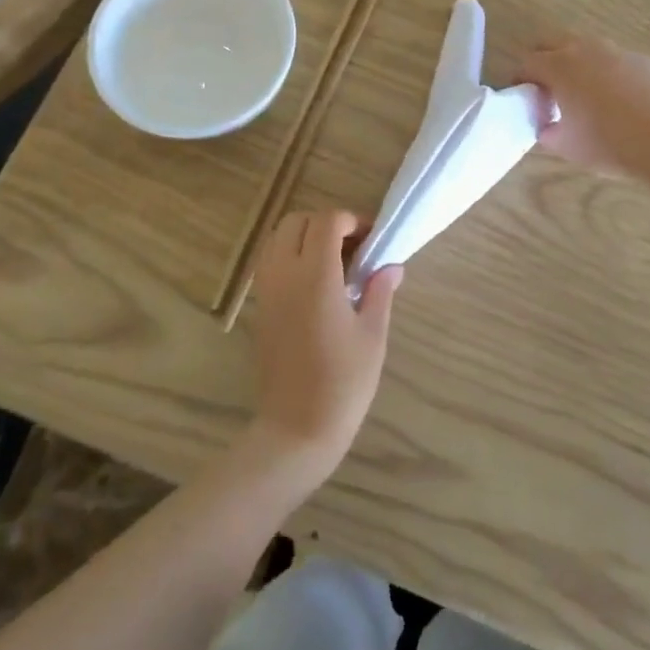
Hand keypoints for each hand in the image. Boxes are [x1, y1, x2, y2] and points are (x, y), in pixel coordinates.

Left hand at [249, 210, 403, 476]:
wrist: (297, 428)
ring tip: (334, 263)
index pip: (327, 221)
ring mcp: (266, 290)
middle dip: (326, 223)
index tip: (372, 240)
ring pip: (278, 238)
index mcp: (316, 276)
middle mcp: (284, 274)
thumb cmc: (343, 383)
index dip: (351, 220)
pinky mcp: (259, 307)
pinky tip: (316, 284)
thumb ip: (380, 291)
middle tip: (353, 247)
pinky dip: (291, 256)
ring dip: (305, 237)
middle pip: (297, 221)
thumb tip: (390, 265)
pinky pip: (270, 262)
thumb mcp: (373, 335)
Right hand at [520, 34, 649, 179]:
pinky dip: (606, 73)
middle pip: (553, 43)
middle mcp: (586, 50)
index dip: (519, 78)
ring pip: (586, 48)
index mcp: (560, 67)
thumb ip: (547, 131)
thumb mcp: (567, 146)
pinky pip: (614, 61)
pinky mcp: (643, 60)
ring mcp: (617, 52)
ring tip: (582, 93)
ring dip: (576, 63)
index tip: (521, 96)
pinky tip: (617, 100)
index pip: (527, 62)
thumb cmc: (609, 143)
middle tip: (546, 89)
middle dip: (544, 61)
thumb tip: (546, 125)